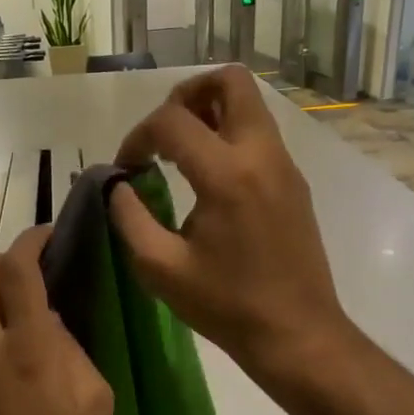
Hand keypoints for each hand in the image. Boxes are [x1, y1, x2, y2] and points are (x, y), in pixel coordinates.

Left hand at [0, 226, 112, 414]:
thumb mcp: (95, 401)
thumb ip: (75, 350)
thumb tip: (54, 324)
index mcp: (29, 345)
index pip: (18, 270)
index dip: (32, 241)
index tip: (50, 237)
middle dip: (3, 258)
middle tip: (34, 272)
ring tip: (31, 319)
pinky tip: (19, 359)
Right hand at [111, 66, 347, 382]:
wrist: (296, 333)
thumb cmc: (226, 305)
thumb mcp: (159, 268)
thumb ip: (128, 217)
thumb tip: (117, 185)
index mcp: (227, 174)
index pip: (172, 121)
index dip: (138, 137)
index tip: (125, 169)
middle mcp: (261, 154)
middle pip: (230, 81)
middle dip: (185, 95)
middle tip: (161, 134)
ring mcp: (284, 165)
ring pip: (249, 104)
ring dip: (209, 112)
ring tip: (179, 153)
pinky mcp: (293, 182)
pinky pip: (259, 134)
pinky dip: (228, 136)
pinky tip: (206, 179)